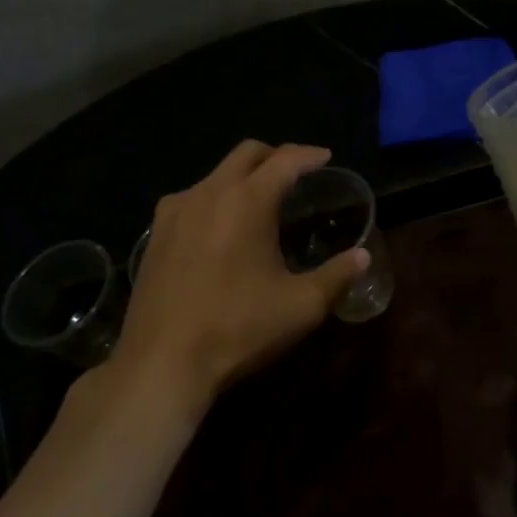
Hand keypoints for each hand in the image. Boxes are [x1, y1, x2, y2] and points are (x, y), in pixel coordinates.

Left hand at [110, 140, 370, 414]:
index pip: (285, 160)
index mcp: (246, 201)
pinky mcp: (155, 235)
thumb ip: (337, 276)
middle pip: (246, 154)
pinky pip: (191, 199)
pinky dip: (215, 200)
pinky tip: (221, 230)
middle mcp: (208, 193)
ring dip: (243, 178)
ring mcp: (174, 212)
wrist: (161, 362)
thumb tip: (362, 257)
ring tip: (260, 204)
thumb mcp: (301, 306)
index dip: (309, 155)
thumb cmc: (239, 328)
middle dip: (275, 156)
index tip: (325, 158)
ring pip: (215, 175)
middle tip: (296, 173)